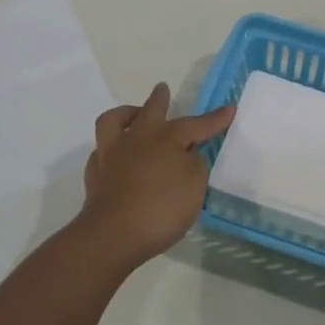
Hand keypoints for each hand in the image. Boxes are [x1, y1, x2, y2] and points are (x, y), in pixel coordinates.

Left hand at [78, 83, 235, 269]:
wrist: (113, 235)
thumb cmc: (161, 208)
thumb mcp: (194, 186)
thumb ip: (194, 165)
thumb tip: (187, 155)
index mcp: (166, 139)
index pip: (195, 124)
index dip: (214, 119)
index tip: (229, 109)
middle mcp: (137, 138)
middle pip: (150, 110)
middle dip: (160, 99)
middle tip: (163, 89)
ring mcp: (111, 154)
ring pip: (114, 121)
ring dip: (126, 114)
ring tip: (134, 115)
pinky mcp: (95, 174)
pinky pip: (102, 150)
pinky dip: (111, 148)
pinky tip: (117, 155)